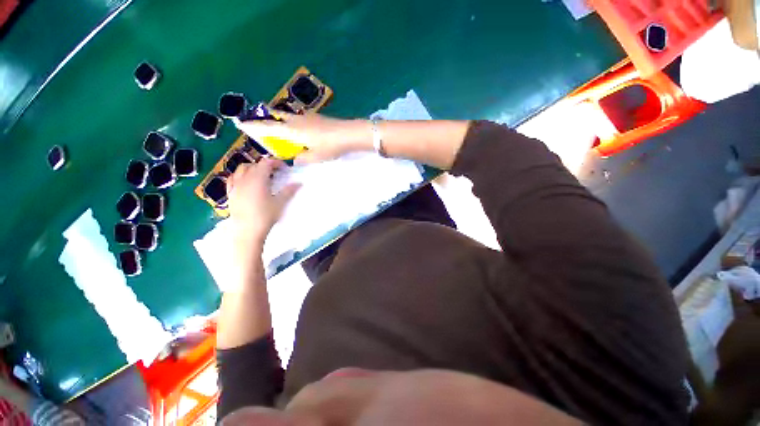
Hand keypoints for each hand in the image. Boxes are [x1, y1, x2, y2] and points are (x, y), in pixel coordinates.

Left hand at [227, 158, 299, 244]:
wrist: (247, 231)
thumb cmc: (265, 216)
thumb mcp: (280, 203)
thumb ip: (289, 191)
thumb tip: (299, 183)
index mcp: (258, 179)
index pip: (266, 163)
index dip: (276, 162)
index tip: (284, 168)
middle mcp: (245, 179)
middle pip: (254, 165)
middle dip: (265, 165)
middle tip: (275, 172)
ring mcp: (235, 186)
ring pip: (241, 169)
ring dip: (252, 168)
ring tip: (260, 175)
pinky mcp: (230, 194)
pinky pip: (233, 178)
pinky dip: (240, 176)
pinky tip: (245, 182)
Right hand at [234, 113, 372, 164]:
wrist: (348, 133)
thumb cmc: (330, 147)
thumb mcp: (314, 157)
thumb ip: (301, 158)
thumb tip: (294, 158)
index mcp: (292, 130)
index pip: (268, 127)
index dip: (254, 126)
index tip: (240, 123)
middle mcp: (296, 120)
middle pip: (275, 117)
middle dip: (265, 121)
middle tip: (260, 126)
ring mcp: (306, 116)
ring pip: (287, 117)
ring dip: (280, 122)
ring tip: (280, 131)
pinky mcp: (315, 117)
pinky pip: (298, 119)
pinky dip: (292, 124)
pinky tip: (300, 131)